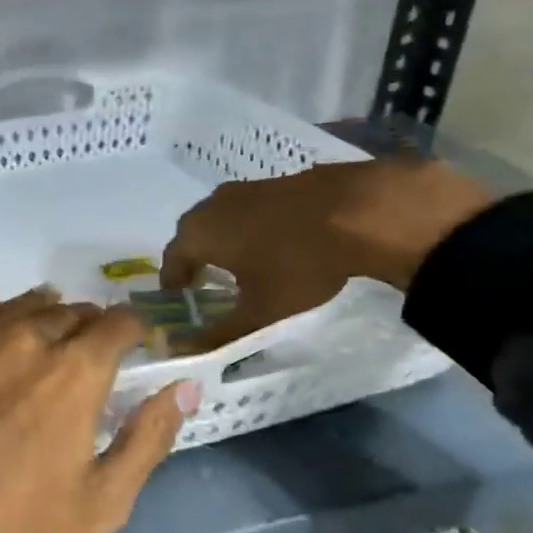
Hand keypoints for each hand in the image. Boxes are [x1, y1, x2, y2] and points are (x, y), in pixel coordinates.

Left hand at [0, 290, 198, 532]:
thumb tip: (184, 388)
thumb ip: (147, 438)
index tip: (131, 342)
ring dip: (34, 313)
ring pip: (10, 309)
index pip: (115, 325)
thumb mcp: (103, 504)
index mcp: (72, 373)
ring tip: (41, 324)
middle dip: (83, 324)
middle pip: (63, 313)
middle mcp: (18, 341)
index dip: (129, 329)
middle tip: (85, 344)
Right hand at [159, 157, 493, 348]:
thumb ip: (221, 334)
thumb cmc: (298, 265)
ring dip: (223, 242)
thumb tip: (190, 350)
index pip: (170, 260)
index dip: (173, 284)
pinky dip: (249, 228)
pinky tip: (273, 245)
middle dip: (194, 260)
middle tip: (206, 285)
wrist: (362, 212)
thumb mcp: (260, 311)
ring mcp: (245, 188)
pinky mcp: (275, 182)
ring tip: (241, 266)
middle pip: (192, 236)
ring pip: (220, 220)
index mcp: (199, 234)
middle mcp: (212, 205)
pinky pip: (248, 210)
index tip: (180, 301)